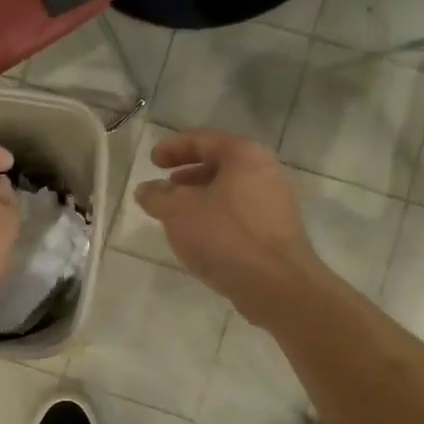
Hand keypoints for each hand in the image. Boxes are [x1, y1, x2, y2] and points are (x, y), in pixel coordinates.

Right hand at [134, 129, 333, 326]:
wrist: (277, 285)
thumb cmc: (225, 237)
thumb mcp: (178, 212)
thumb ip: (157, 197)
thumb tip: (146, 190)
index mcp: (244, 154)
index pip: (202, 139)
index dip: (173, 147)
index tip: (152, 161)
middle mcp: (265, 170)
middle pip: (219, 163)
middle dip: (188, 174)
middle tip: (165, 186)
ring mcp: (276, 201)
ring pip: (230, 190)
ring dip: (201, 197)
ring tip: (177, 214)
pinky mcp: (277, 230)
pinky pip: (240, 213)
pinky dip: (216, 216)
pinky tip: (201, 237)